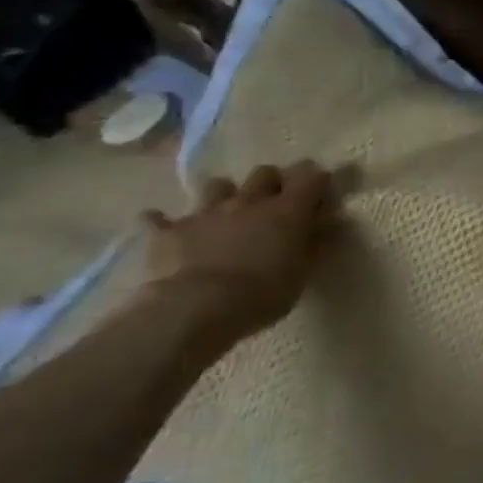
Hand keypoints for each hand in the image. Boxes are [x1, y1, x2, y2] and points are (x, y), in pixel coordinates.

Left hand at [135, 161, 334, 347]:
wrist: (196, 309)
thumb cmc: (262, 293)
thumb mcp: (302, 273)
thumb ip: (314, 243)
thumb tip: (327, 225)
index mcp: (287, 209)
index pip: (311, 176)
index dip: (317, 180)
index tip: (320, 192)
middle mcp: (249, 201)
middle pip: (264, 173)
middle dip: (271, 182)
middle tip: (273, 203)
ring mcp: (206, 213)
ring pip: (217, 185)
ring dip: (223, 195)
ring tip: (224, 213)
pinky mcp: (167, 232)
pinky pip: (156, 219)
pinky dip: (160, 222)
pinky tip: (162, 227)